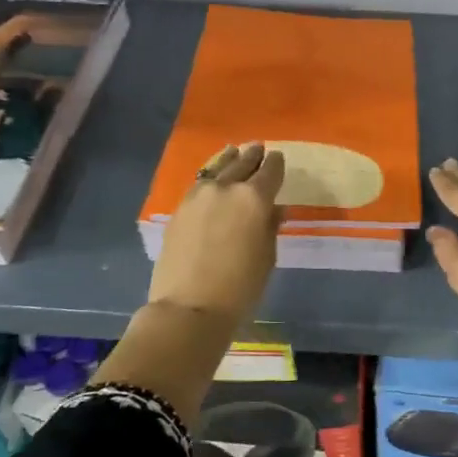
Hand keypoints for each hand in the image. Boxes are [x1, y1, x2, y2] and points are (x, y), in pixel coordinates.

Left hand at [148, 142, 284, 327]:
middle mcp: (226, 188)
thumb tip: (273, 210)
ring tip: (234, 152)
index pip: (270, 171)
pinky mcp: (179, 208)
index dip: (276, 164)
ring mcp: (198, 195)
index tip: (278, 158)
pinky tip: (212, 177)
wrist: (189, 307)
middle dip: (253, 156)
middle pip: (242, 163)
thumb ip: (270, 227)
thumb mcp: (267, 257)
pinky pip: (200, 182)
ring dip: (229, 159)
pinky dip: (210, 175)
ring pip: (217, 167)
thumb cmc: (240, 287)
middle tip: (259, 149)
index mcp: (254, 198)